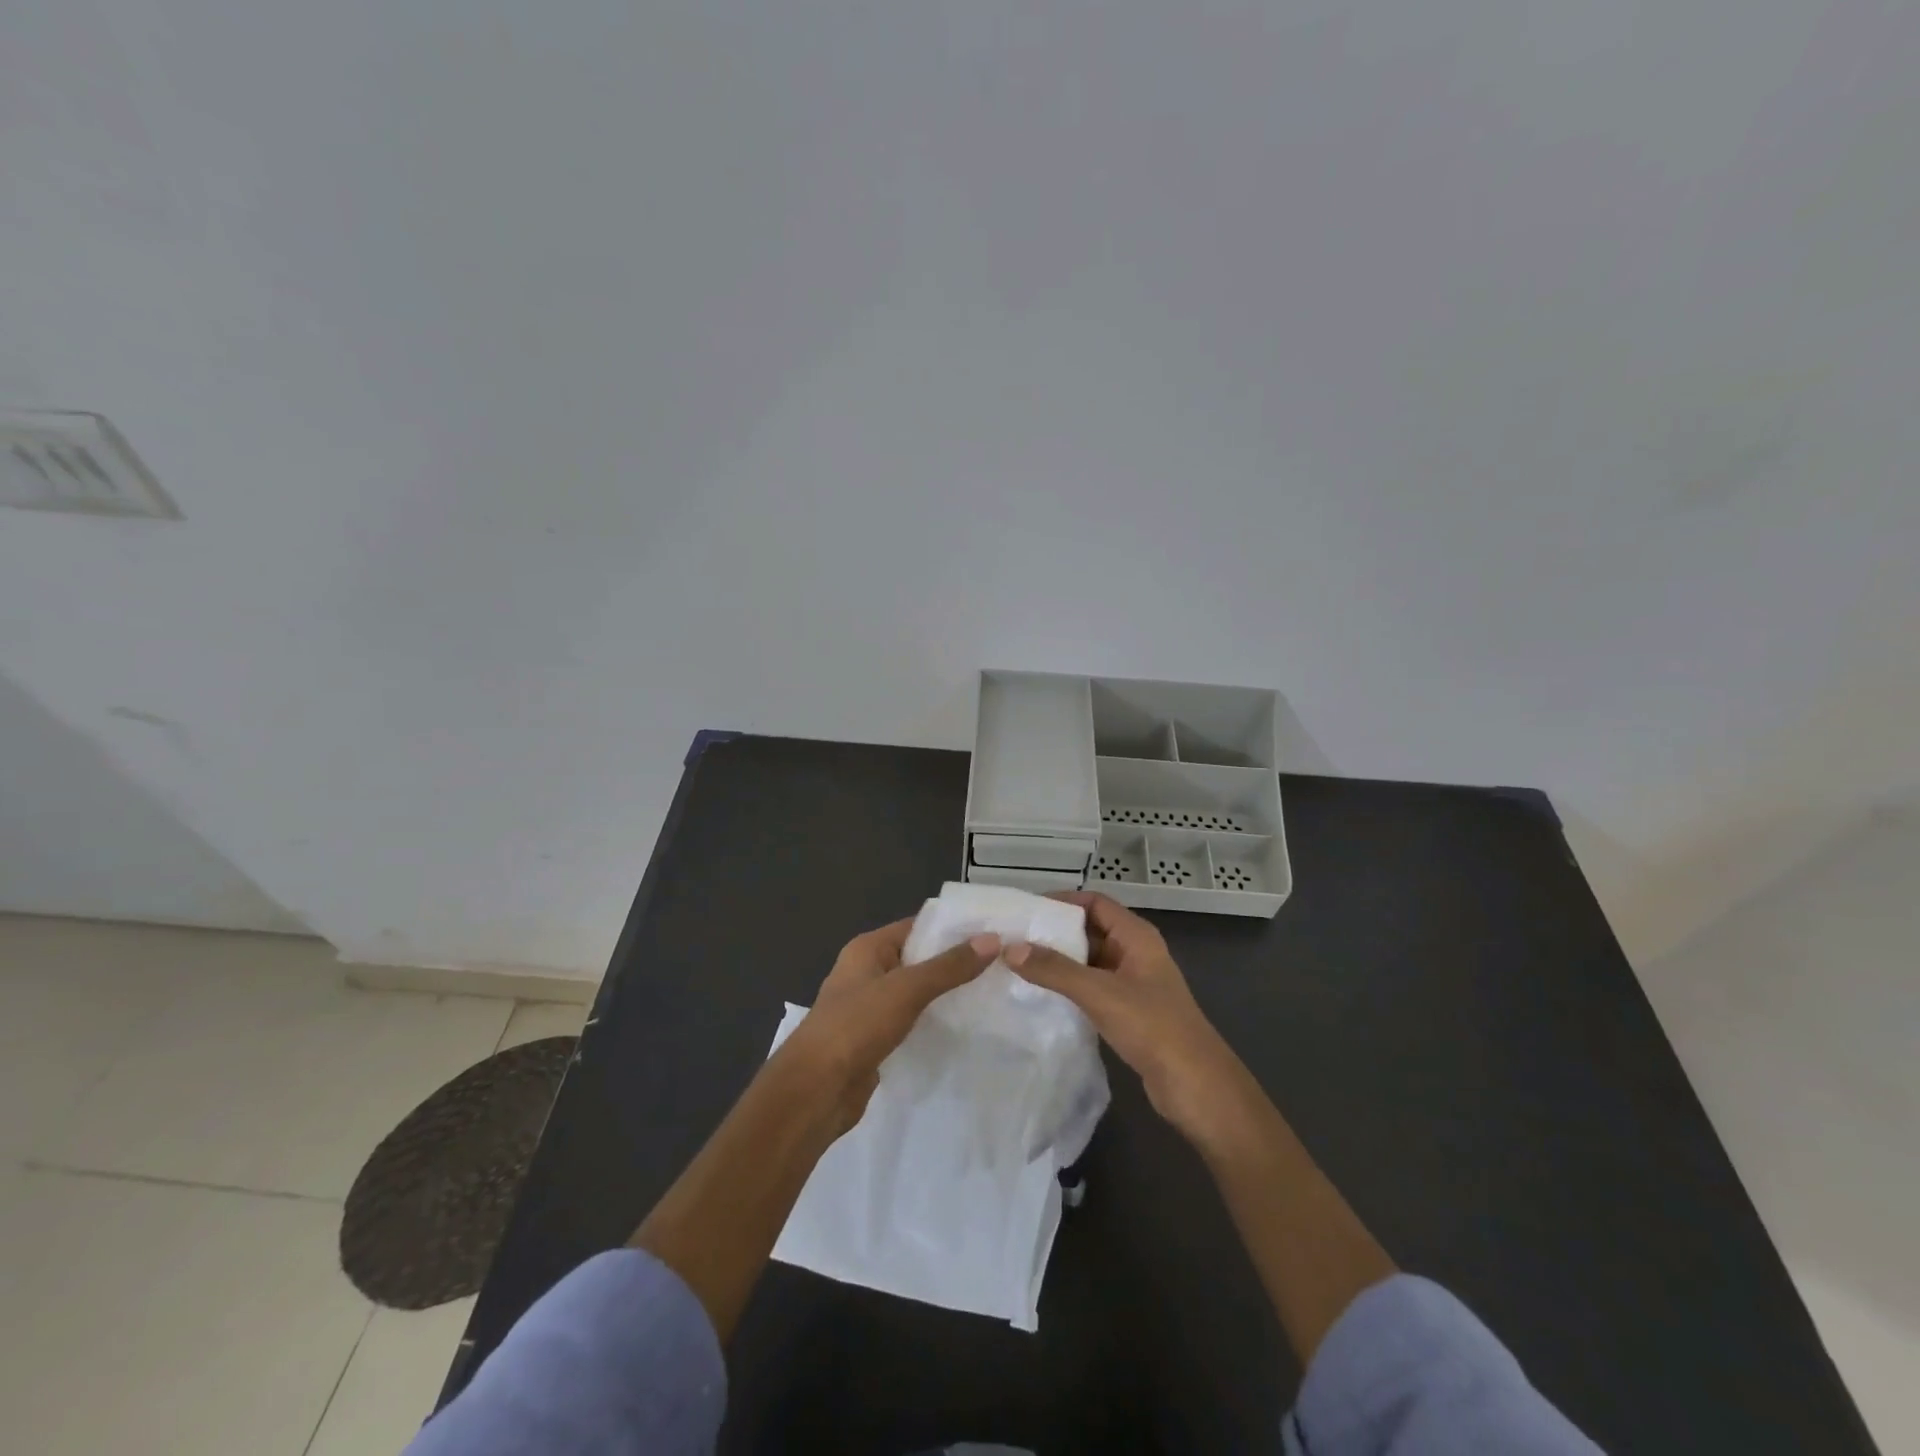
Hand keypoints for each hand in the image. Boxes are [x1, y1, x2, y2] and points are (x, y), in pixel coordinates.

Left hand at [780, 918, 999, 1135]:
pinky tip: (962, 1026)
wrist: (815, 1090)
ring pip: (916, 991)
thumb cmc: (855, 1026)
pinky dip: (933, 1020)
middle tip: (999, 963)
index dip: (953, 928)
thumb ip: (949, 966)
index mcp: (867, 948)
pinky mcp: (875, 1039)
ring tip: (989, 992)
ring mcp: (870, 1007)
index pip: (917, 926)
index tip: (992, 932)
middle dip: (954, 962)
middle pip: (918, 958)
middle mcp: (867, 971)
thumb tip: (992, 939)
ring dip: (945, 993)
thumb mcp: (906, 989)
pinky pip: (911, 1020)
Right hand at [1005, 891, 1253, 1151]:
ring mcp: (1133, 982)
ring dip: (1060, 961)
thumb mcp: (1099, 993)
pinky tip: (1042, 995)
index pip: (1094, 902)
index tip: (1026, 910)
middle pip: (1090, 929)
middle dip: (1055, 932)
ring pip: (1090, 960)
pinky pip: (1093, 987)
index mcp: (1137, 936)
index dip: (1062, 901)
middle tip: (1014, 938)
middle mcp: (1135, 952)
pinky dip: (1069, 986)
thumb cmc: (1152, 1026)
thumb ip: (1054, 969)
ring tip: (1019, 964)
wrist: (1195, 1086)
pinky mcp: (1129, 1011)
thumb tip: (1010, 948)